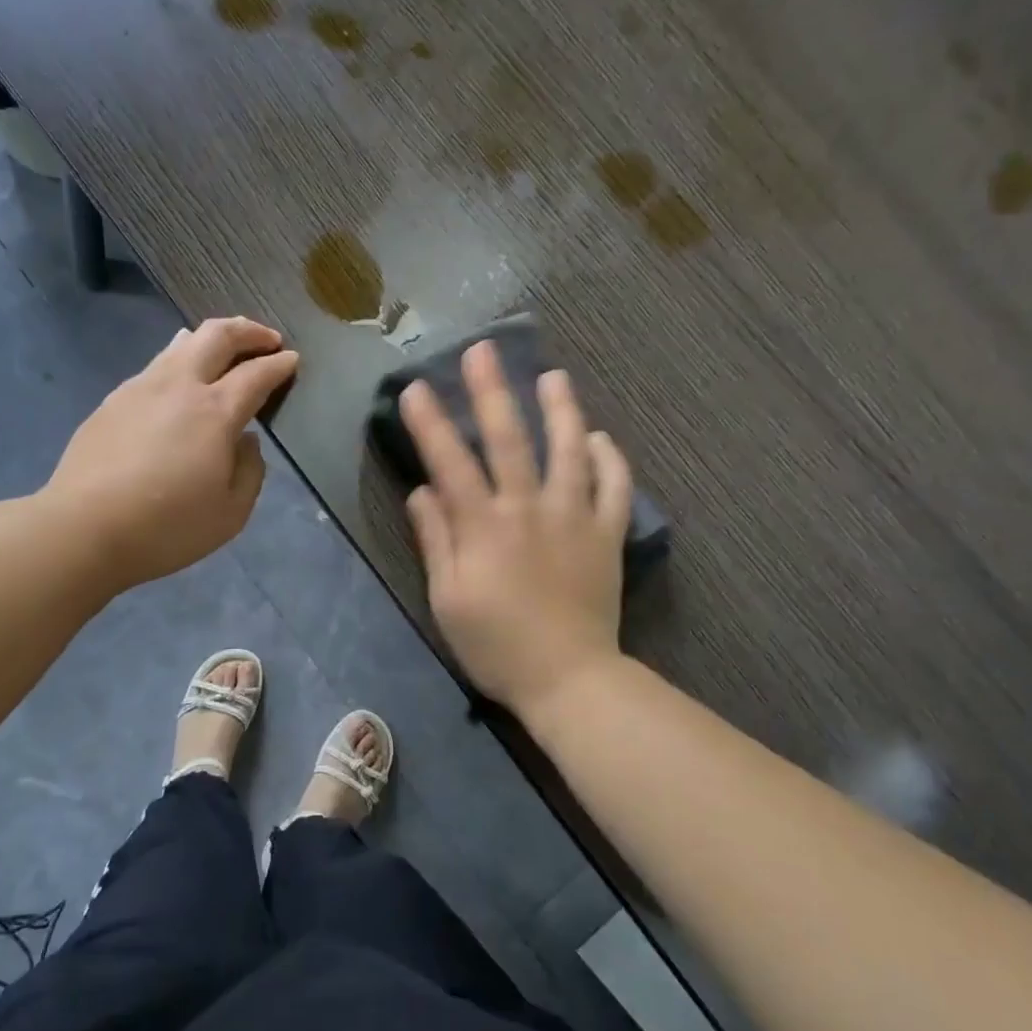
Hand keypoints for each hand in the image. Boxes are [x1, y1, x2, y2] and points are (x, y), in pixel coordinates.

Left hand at [48, 316, 298, 590]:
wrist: (83, 529)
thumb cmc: (167, 526)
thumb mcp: (231, 513)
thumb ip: (250, 470)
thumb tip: (246, 440)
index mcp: (215, 411)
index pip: (256, 374)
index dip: (279, 364)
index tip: (292, 360)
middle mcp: (179, 386)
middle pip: (217, 335)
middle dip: (248, 331)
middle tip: (267, 339)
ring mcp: (140, 388)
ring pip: (181, 344)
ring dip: (210, 339)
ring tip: (223, 349)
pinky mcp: (113, 401)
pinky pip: (156, 367)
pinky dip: (180, 362)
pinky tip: (179, 384)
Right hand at [400, 342, 631, 714]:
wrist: (569, 680)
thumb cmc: (496, 646)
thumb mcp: (448, 599)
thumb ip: (436, 541)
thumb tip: (422, 491)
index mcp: (484, 526)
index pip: (450, 462)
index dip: (431, 423)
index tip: (416, 387)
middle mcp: (529, 509)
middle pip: (509, 439)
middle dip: (492, 391)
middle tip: (484, 350)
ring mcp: (575, 517)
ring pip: (569, 450)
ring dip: (560, 410)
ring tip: (554, 376)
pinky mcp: (607, 534)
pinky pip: (615, 488)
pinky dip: (610, 459)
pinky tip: (601, 438)